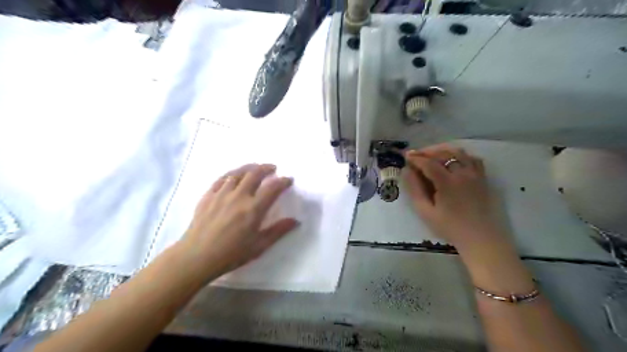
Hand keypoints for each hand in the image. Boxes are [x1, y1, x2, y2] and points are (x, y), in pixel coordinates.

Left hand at [180, 163, 299, 281]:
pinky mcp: (208, 195)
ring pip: (238, 173)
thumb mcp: (259, 246)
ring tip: (256, 167)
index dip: (283, 181)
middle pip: (255, 174)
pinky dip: (232, 173)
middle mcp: (239, 196)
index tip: (289, 180)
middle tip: (273, 168)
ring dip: (250, 167)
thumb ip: (278, 231)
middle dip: (267, 168)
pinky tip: (235, 175)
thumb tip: (296, 221)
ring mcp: (222, 194)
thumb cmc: (231, 254)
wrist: (197, 257)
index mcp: (253, 209)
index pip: (273, 188)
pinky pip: (222, 178)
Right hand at [405, 143, 505, 251]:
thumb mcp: (426, 212)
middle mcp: (463, 173)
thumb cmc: (450, 227)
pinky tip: (453, 161)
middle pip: (444, 153)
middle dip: (427, 151)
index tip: (406, 156)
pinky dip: (460, 155)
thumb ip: (415, 190)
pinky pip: (472, 159)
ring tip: (432, 155)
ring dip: (443, 150)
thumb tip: (407, 171)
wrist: (480, 238)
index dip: (416, 158)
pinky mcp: (483, 178)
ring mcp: (475, 174)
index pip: (429, 163)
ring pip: (459, 152)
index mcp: (448, 183)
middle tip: (416, 155)